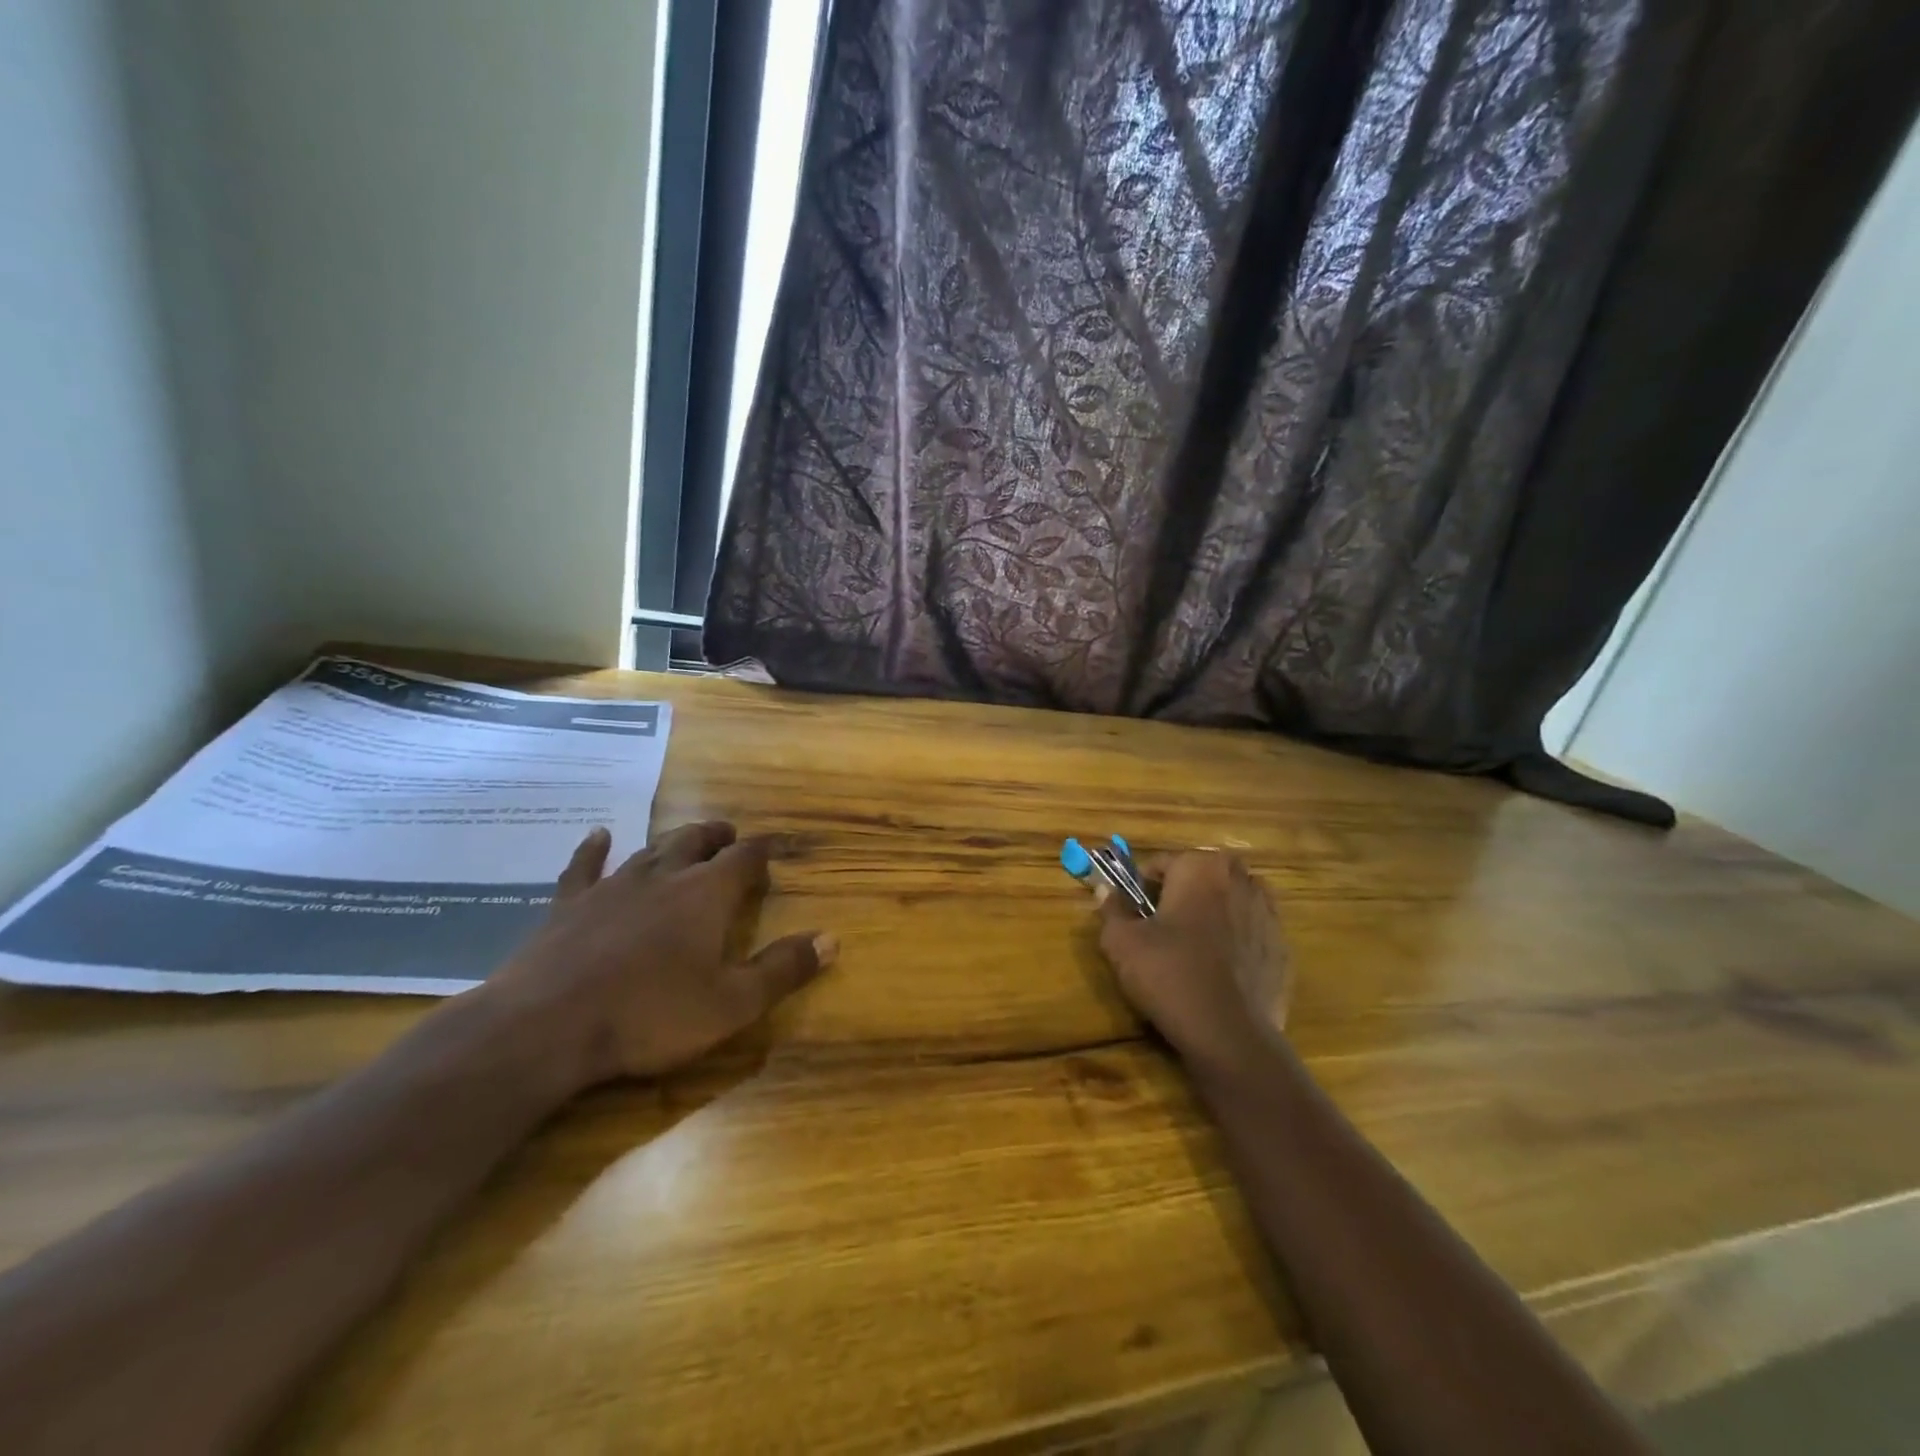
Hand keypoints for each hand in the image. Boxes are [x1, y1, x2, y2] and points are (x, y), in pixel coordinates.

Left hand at [482, 822, 835, 1089]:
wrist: (545, 1027)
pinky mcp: (568, 905)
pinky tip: (598, 835)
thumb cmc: (649, 1016)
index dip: (762, 850)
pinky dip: (594, 849)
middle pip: (695, 842)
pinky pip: (584, 867)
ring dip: (672, 840)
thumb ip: (783, 969)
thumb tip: (831, 939)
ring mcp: (611, 887)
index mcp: (705, 896)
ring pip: (649, 850)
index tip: (775, 846)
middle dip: (717, 837)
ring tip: (687, 836)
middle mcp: (662, 877)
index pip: (744, 859)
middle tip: (730, 835)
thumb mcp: (731, 1004)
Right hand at [1097, 851, 1291, 1072]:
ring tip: (1191, 950)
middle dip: (1180, 895)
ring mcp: (1269, 914)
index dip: (1140, 888)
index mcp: (1201, 867)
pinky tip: (1218, 972)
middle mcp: (1241, 879)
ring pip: (1229, 902)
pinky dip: (1235, 942)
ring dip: (1210, 915)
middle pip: (1200, 877)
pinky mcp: (1283, 948)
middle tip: (1160, 930)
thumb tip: (1105, 889)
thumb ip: (1112, 908)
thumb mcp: (1122, 942)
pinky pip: (1250, 933)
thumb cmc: (1170, 975)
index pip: (1160, 864)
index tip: (1133, 915)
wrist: (1230, 1035)